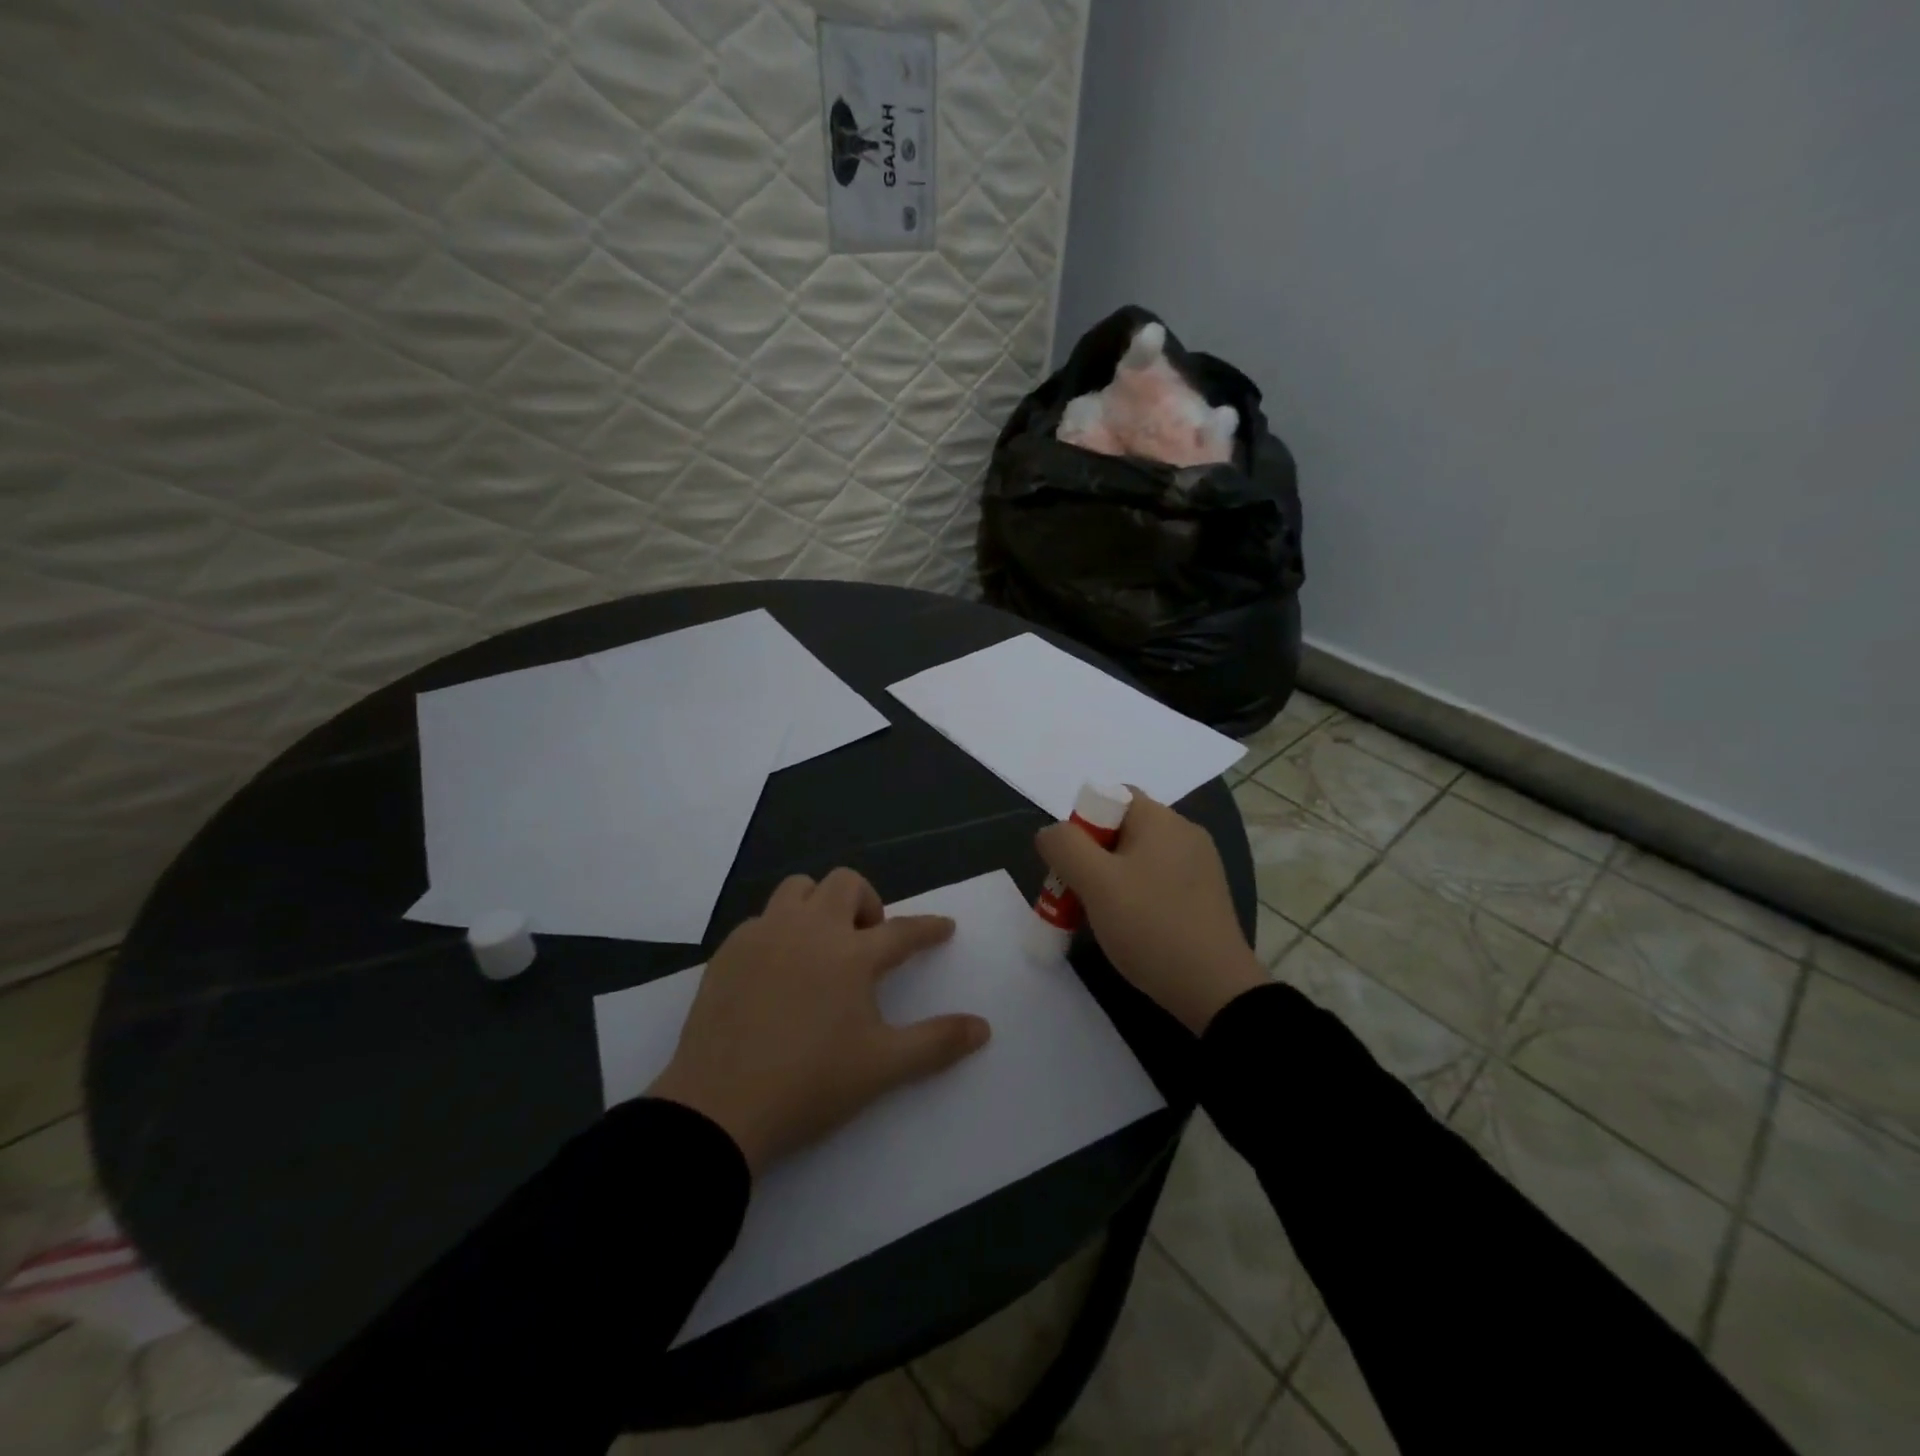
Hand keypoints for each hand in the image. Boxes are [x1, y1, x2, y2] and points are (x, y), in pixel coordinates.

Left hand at [647, 869, 990, 1172]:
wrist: (719, 1108)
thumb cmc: (810, 1084)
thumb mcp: (882, 1067)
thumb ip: (937, 1043)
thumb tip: (983, 1028)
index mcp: (851, 954)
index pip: (902, 930)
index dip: (929, 928)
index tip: (944, 927)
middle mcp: (809, 929)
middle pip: (846, 884)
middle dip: (868, 902)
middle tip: (870, 941)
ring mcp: (764, 934)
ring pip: (798, 888)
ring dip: (820, 904)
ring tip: (824, 945)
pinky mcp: (729, 950)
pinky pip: (763, 919)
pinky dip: (781, 930)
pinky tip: (779, 969)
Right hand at [1036, 790, 1267, 1034]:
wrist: (1214, 990)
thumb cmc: (1150, 926)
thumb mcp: (1096, 883)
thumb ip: (1065, 847)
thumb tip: (1051, 833)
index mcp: (1161, 820)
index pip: (1112, 796)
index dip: (1082, 823)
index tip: (1071, 863)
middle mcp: (1184, 833)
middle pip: (1122, 828)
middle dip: (1091, 856)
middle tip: (1075, 893)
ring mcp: (1199, 866)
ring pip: (1137, 858)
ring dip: (1110, 880)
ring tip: (1096, 915)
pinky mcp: (1203, 897)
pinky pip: (1157, 882)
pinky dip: (1135, 896)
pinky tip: (1128, 927)